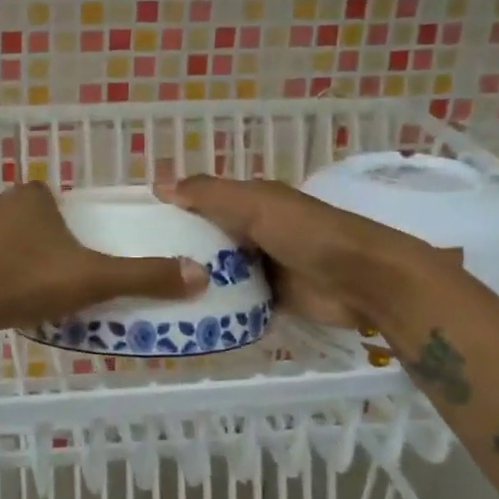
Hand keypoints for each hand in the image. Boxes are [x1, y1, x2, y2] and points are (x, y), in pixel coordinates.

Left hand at [0, 182, 206, 337]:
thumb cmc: (27, 279)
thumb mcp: (93, 279)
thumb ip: (143, 276)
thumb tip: (201, 275)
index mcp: (33, 197)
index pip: (60, 201)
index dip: (73, 225)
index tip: (83, 256)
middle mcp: (0, 202)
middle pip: (34, 220)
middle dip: (48, 243)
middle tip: (64, 278)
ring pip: (7, 240)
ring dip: (21, 259)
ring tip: (37, 292)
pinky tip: (4, 298)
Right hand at [156, 176, 450, 330]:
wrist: (362, 281)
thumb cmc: (307, 233)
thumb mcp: (255, 204)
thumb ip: (209, 194)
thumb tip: (158, 185)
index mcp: (252, 201)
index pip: (202, 201)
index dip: (173, 209)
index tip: (136, 225)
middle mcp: (254, 231)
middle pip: (207, 238)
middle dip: (178, 248)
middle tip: (136, 266)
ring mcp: (262, 266)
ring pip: (219, 271)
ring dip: (195, 279)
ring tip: (150, 294)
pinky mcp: (270, 299)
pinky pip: (235, 301)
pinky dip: (215, 305)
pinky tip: (184, 314)